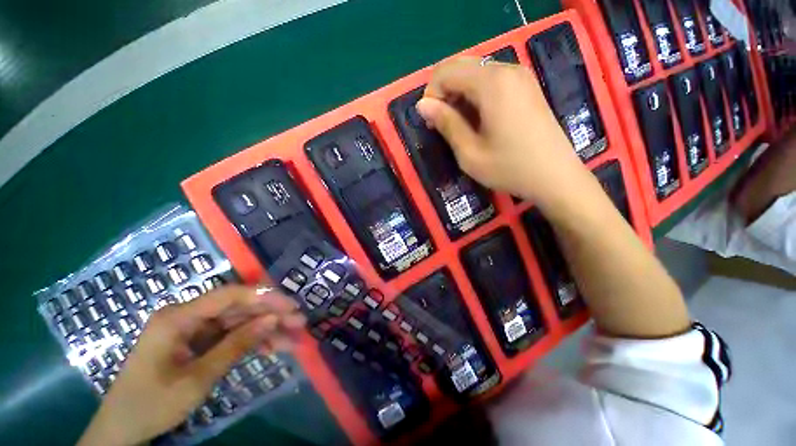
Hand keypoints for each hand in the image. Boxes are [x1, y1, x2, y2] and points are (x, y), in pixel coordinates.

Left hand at [77, 286, 304, 445]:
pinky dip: (252, 342)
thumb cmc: (152, 404)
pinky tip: (273, 349)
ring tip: (293, 339)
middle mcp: (188, 316)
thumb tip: (272, 320)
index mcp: (178, 317)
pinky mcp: (198, 342)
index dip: (264, 297)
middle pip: (238, 308)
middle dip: (271, 315)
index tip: (291, 306)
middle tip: (299, 323)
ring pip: (239, 322)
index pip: (229, 295)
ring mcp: (194, 329)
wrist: (123, 430)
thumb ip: (236, 346)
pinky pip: (231, 336)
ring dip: (266, 330)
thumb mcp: (197, 379)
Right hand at [416, 57, 588, 206]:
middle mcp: (506, 69)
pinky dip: (475, 95)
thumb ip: (446, 124)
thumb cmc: (509, 168)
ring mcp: (520, 76)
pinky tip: (477, 119)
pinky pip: (490, 80)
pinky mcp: (526, 86)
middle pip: (460, 65)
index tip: (430, 122)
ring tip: (458, 124)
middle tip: (441, 123)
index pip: (446, 71)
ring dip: (458, 94)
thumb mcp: (469, 153)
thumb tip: (422, 105)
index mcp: (491, 83)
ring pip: (475, 72)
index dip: (431, 95)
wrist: (555, 176)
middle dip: (443, 92)